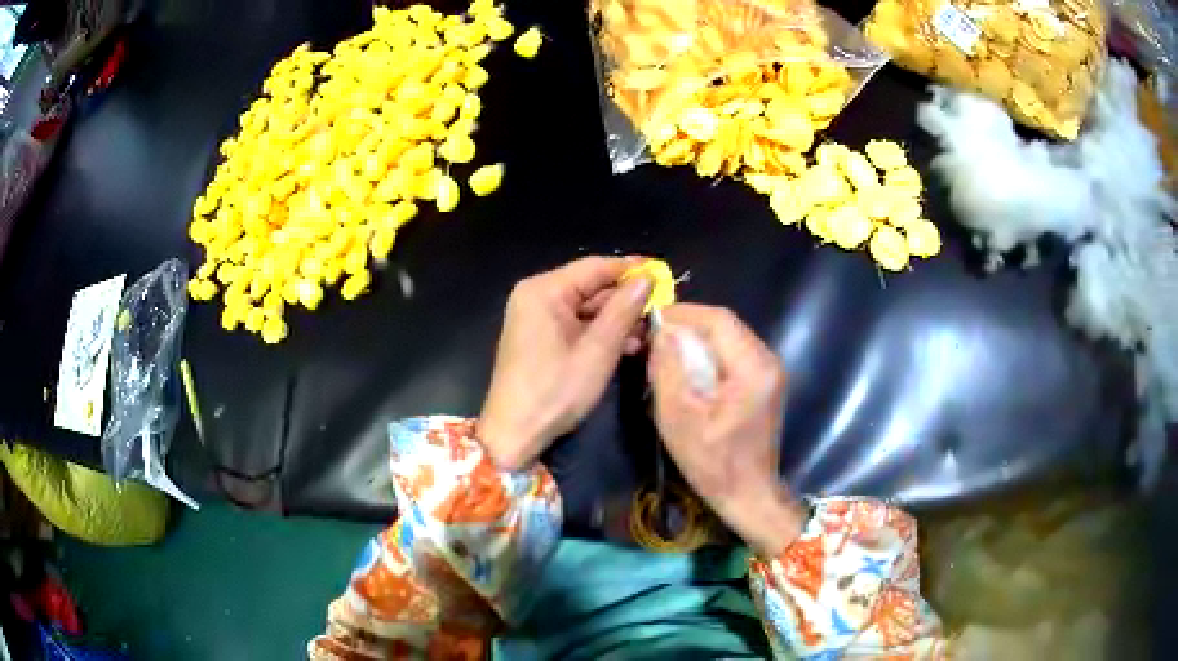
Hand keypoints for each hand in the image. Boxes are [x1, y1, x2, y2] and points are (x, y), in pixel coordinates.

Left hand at [479, 256, 652, 470]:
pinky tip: (627, 345)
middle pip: (590, 286)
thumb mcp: (598, 351)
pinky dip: (599, 333)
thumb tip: (647, 278)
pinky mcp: (538, 337)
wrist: (514, 434)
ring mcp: (535, 317)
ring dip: (616, 319)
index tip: (664, 274)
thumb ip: (624, 310)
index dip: (632, 269)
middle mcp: (536, 296)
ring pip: (585, 308)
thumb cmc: (555, 391)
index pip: (595, 267)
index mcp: (544, 290)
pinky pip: (575, 325)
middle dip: (626, 299)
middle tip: (662, 309)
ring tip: (650, 332)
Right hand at [648, 304, 805, 556]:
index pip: (719, 320)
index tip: (651, 321)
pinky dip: (708, 355)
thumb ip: (669, 370)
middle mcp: (768, 361)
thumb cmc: (713, 463)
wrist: (748, 495)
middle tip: (654, 338)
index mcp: (754, 368)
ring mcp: (769, 372)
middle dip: (688, 326)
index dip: (683, 314)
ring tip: (665, 352)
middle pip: (725, 325)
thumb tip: (661, 332)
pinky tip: (687, 369)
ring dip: (697, 340)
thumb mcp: (679, 418)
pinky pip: (732, 354)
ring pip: (728, 338)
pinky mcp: (763, 382)